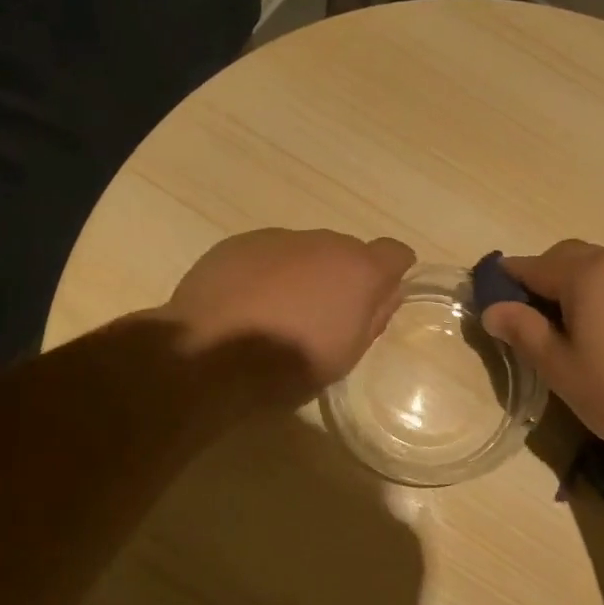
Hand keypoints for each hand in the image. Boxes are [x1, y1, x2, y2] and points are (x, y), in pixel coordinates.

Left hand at [162, 228, 415, 410]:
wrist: (208, 355)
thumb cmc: (289, 365)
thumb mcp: (346, 355)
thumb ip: (373, 317)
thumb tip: (387, 293)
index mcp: (357, 270)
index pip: (395, 252)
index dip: (393, 272)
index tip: (381, 295)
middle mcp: (322, 242)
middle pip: (346, 251)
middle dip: (342, 276)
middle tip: (324, 315)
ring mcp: (277, 238)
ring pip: (304, 251)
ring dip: (303, 273)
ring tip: (280, 313)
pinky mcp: (238, 243)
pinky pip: (267, 255)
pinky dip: (267, 274)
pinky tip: (247, 305)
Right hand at [479, 240, 603, 463]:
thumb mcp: (560, 368)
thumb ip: (523, 331)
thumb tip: (493, 309)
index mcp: (587, 274)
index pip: (533, 265)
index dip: (506, 279)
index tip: (489, 298)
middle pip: (568, 257)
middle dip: (542, 277)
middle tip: (529, 318)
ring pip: (600, 268)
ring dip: (575, 286)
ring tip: (569, 330)